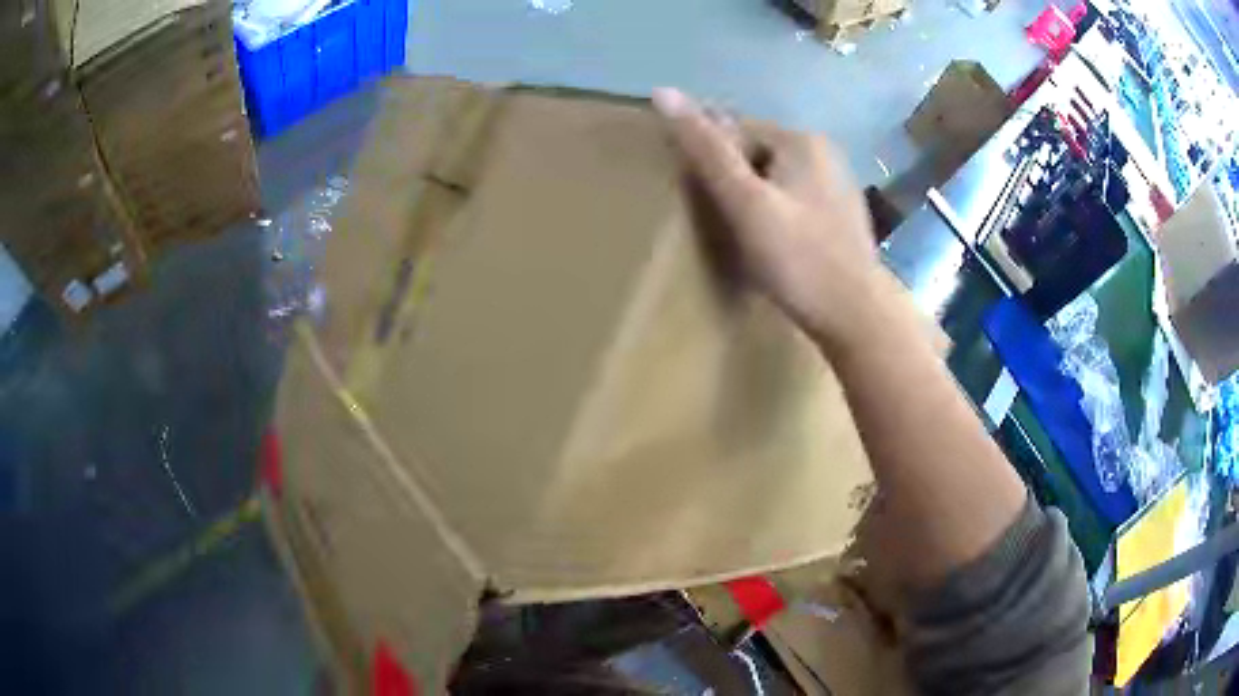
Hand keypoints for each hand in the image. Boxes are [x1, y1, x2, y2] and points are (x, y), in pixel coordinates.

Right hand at [653, 88, 883, 353]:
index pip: (734, 128)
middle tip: (716, 219)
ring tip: (738, 232)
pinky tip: (772, 240)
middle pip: (756, 151)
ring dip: (753, 194)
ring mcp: (836, 181)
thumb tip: (663, 92)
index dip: (708, 158)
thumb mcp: (745, 203)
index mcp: (799, 139)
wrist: (857, 315)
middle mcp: (822, 150)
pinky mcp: (840, 212)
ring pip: (775, 175)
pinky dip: (776, 209)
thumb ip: (706, 150)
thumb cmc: (798, 259)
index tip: (696, 196)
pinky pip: (794, 196)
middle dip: (732, 175)